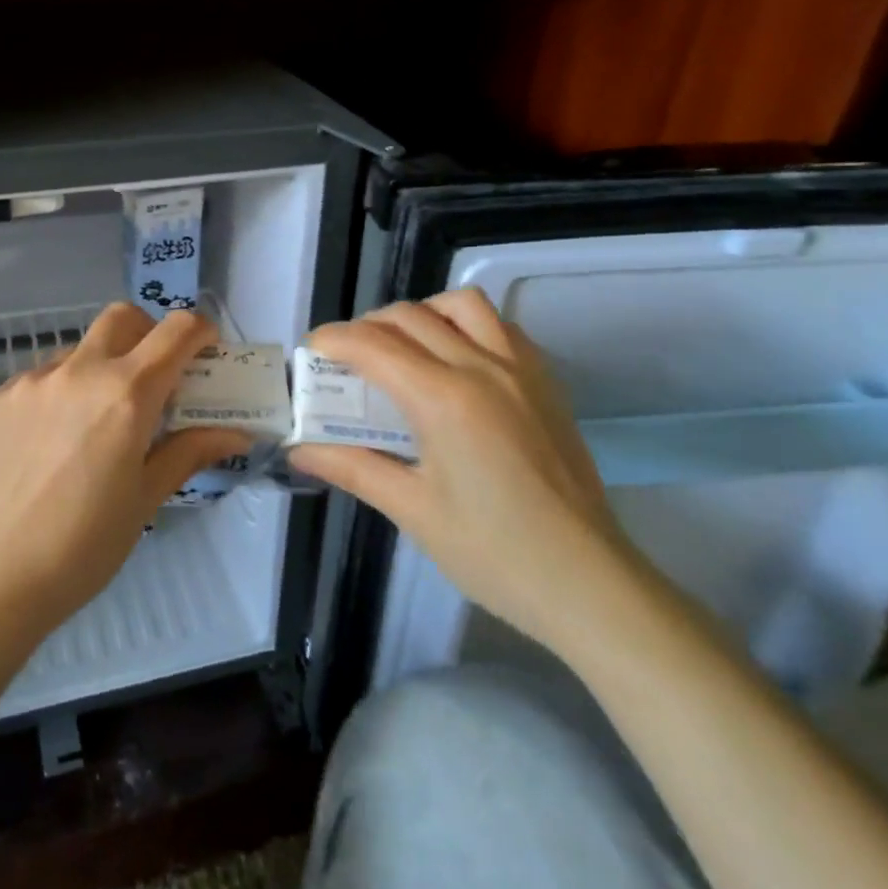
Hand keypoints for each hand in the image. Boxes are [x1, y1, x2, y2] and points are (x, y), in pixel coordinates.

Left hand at [0, 304, 251, 640]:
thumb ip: (189, 453)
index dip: (200, 331)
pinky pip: (37, 381)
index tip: (206, 351)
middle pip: (122, 318)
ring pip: (76, 351)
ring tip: (91, 426)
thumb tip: (235, 433)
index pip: (176, 331)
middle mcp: (77, 371)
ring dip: (98, 369)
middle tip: (153, 378)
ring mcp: (29, 381)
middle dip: (147, 333)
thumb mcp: (144, 500)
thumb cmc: (80, 548)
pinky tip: (46, 446)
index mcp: (125, 394)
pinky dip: (57, 396)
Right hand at [286, 287, 636, 650]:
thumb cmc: (493, 553)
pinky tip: (454, 363)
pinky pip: (500, 326)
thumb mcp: (412, 510)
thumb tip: (299, 451)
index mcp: (444, 399)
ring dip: (421, 314)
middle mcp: (483, 368)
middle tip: (347, 361)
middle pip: (410, 316)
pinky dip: (464, 326)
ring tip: (403, 349)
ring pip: (462, 305)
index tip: (311, 352)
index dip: (334, 340)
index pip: (374, 346)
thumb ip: (352, 467)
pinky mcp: (546, 382)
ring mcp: (521, 370)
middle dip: (367, 327)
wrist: (588, 582)